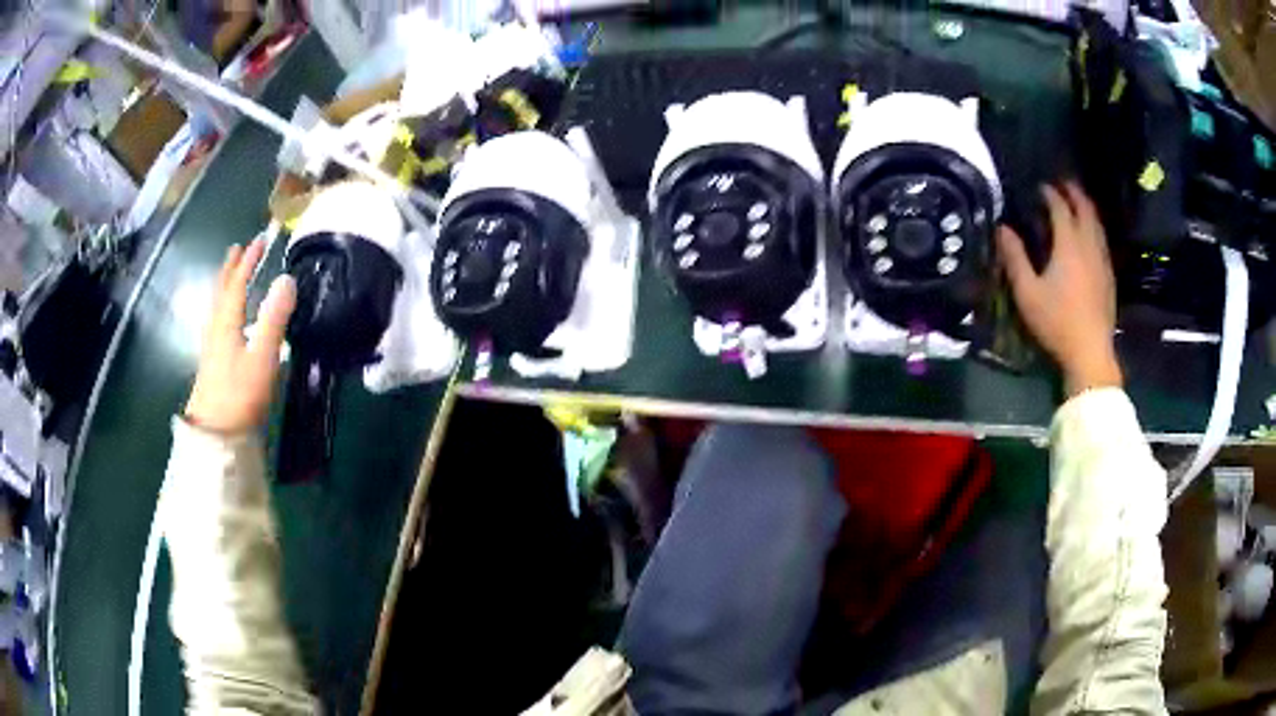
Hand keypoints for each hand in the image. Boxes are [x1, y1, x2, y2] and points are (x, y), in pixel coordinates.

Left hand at [185, 239, 296, 433]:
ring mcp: (211, 346)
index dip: (248, 260)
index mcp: (227, 323)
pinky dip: (222, 306)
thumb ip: (274, 319)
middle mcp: (216, 328)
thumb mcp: (262, 357)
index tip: (260, 240)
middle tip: (237, 249)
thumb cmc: (239, 395)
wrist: (215, 433)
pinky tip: (226, 318)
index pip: (237, 283)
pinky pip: (216, 321)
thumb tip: (287, 279)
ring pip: (216, 306)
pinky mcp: (212, 362)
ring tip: (230, 275)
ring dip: (224, 285)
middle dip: (230, 268)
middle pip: (221, 291)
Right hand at [998, 182, 1121, 397]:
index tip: (1040, 188)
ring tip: (1078, 203)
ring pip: (1097, 224)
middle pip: (1085, 209)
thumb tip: (1002, 229)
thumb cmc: (1057, 322)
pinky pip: (1103, 241)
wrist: (1090, 352)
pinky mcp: (1109, 277)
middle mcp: (1088, 246)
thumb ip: (1015, 258)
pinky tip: (1091, 236)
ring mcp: (1102, 261)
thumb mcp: (1027, 293)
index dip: (1050, 194)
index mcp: (1068, 245)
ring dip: (1087, 208)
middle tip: (1064, 184)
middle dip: (1074, 193)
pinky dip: (1095, 228)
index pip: (1060, 208)